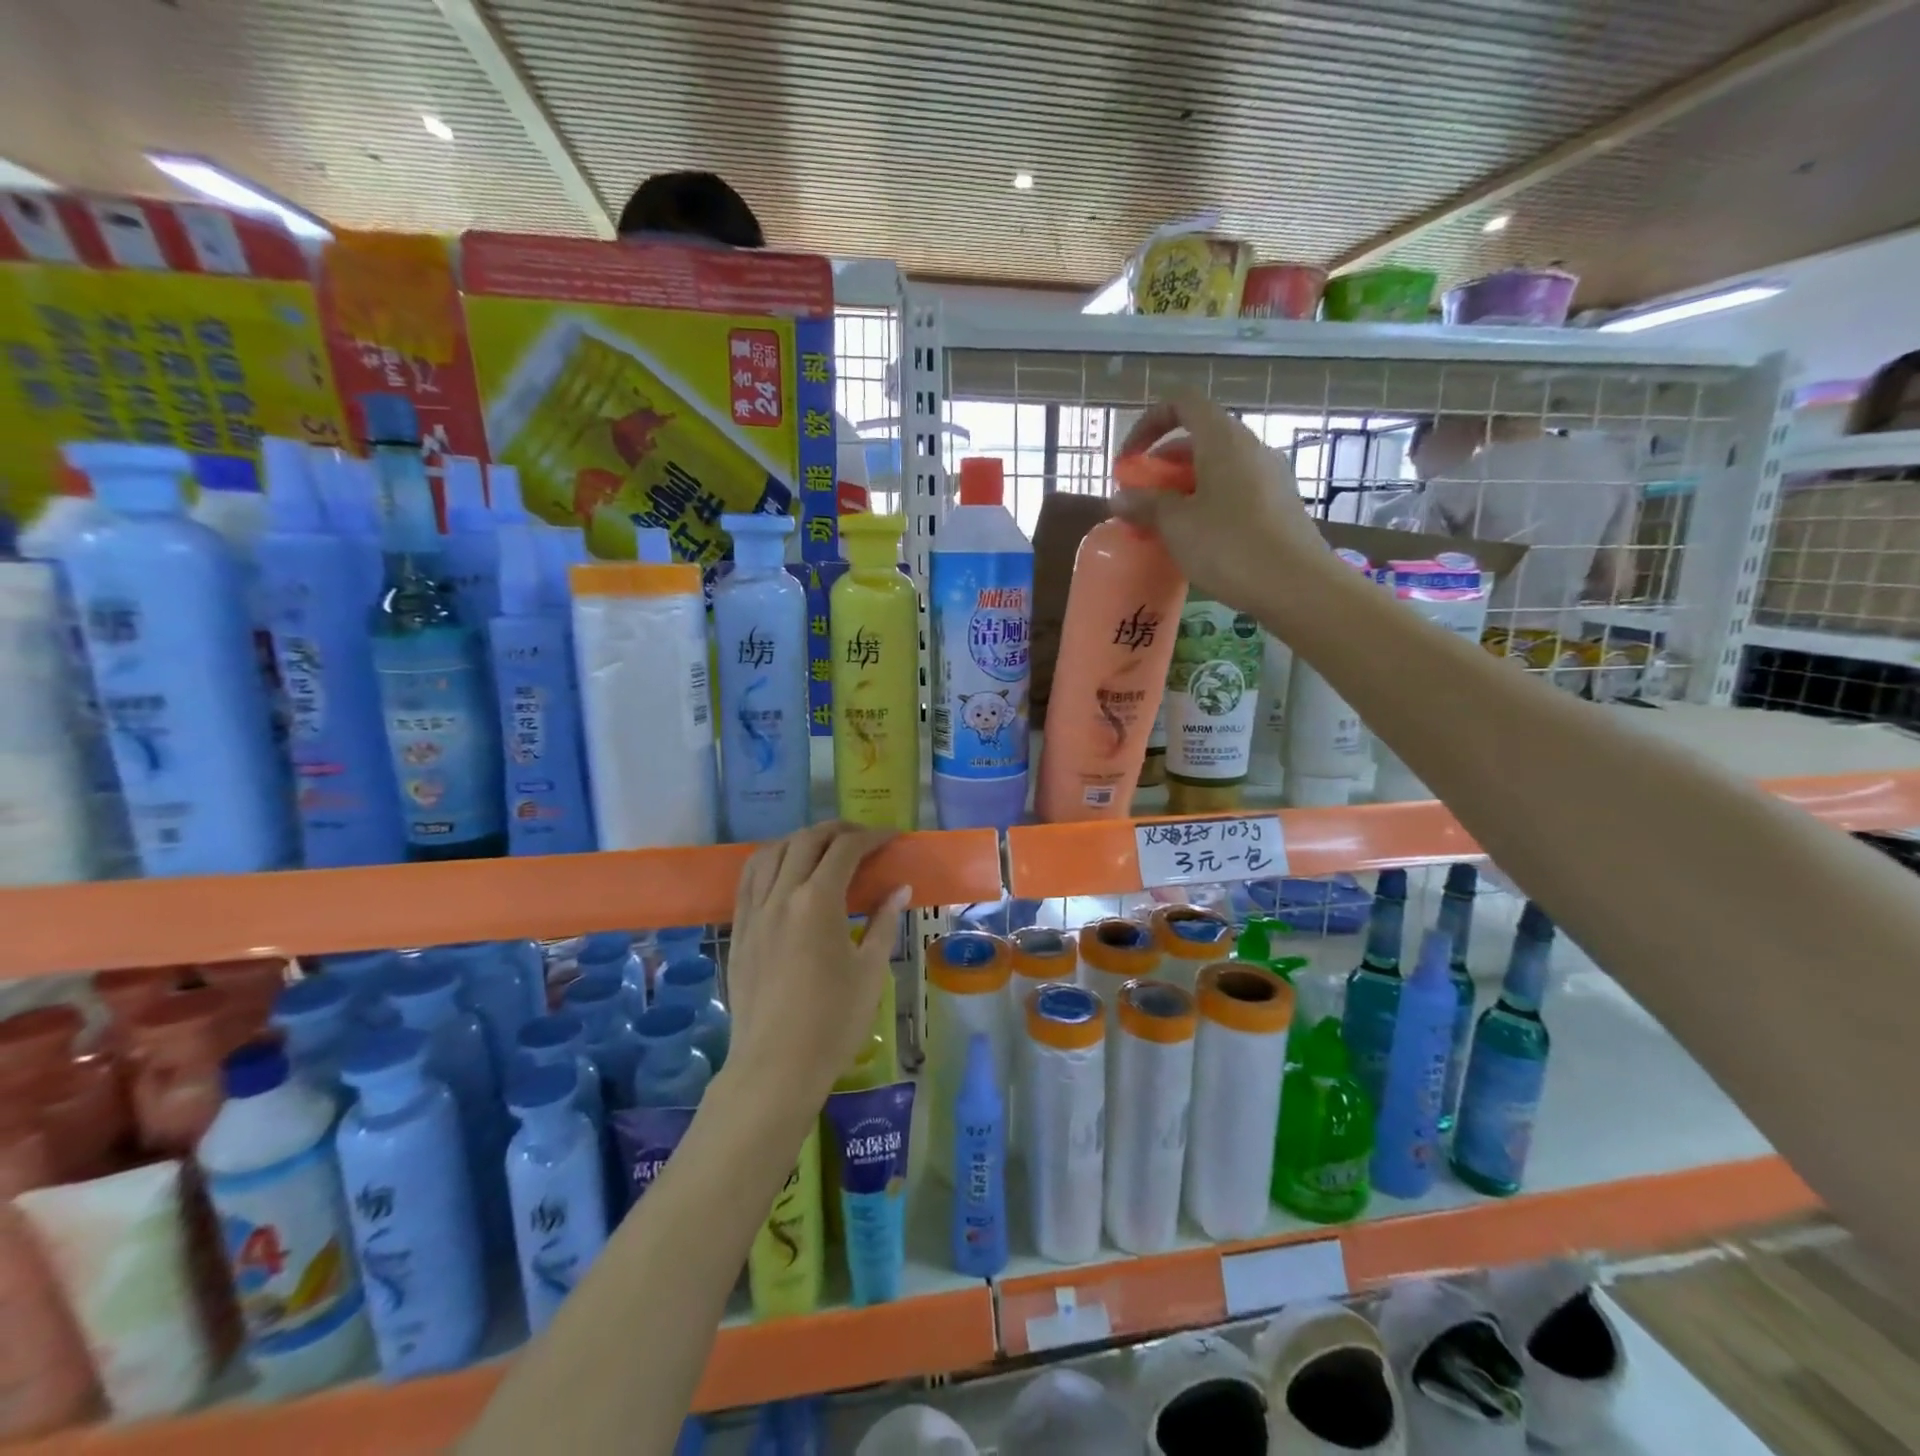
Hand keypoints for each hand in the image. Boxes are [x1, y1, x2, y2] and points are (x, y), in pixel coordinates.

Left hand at [726, 823, 912, 1101]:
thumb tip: (899, 888)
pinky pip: (749, 879)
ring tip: (822, 848)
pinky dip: (769, 861)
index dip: (872, 837)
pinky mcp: (739, 931)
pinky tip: (782, 871)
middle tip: (862, 838)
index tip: (891, 838)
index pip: (845, 849)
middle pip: (806, 840)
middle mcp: (782, 895)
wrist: (776, 1066)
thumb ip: (883, 922)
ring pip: (771, 852)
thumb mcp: (871, 971)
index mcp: (818, 901)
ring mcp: (754, 911)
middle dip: (837, 830)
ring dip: (800, 840)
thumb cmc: (834, 1021)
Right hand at [1113, 393, 1325, 602]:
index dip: (1149, 423)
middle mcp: (1250, 448)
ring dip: (1183, 488)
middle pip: (1198, 439)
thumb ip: (1145, 505)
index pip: (1182, 404)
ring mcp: (1270, 476)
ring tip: (1162, 525)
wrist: (1296, 585)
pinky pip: (1234, 491)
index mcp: (1224, 439)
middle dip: (1162, 466)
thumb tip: (1118, 498)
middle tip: (1140, 500)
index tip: (1129, 460)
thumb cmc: (1230, 546)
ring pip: (1216, 468)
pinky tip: (1195, 540)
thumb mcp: (1176, 525)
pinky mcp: (1279, 505)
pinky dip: (1207, 503)